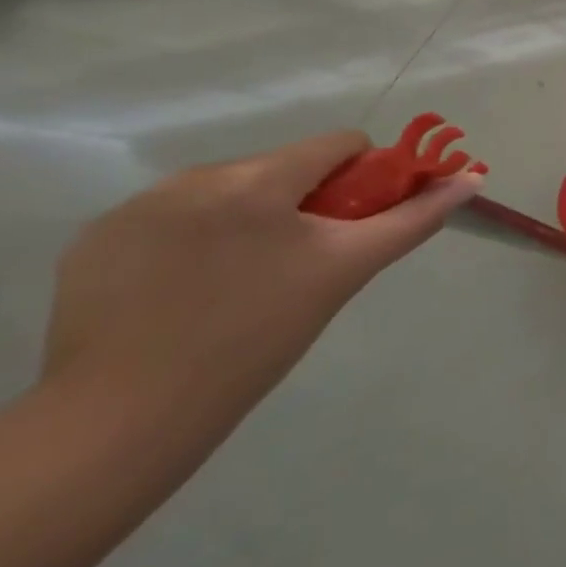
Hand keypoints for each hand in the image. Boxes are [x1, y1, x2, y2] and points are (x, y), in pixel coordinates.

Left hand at [43, 131, 481, 428]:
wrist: (123, 421)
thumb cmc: (257, 337)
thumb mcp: (346, 271)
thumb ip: (413, 218)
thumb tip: (471, 179)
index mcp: (257, 179)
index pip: (338, 145)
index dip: (364, 178)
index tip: (355, 226)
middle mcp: (193, 177)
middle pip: (282, 167)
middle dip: (304, 203)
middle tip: (302, 264)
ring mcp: (135, 208)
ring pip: (227, 192)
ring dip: (249, 219)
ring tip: (242, 282)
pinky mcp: (94, 242)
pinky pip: (171, 219)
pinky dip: (194, 240)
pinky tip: (188, 291)